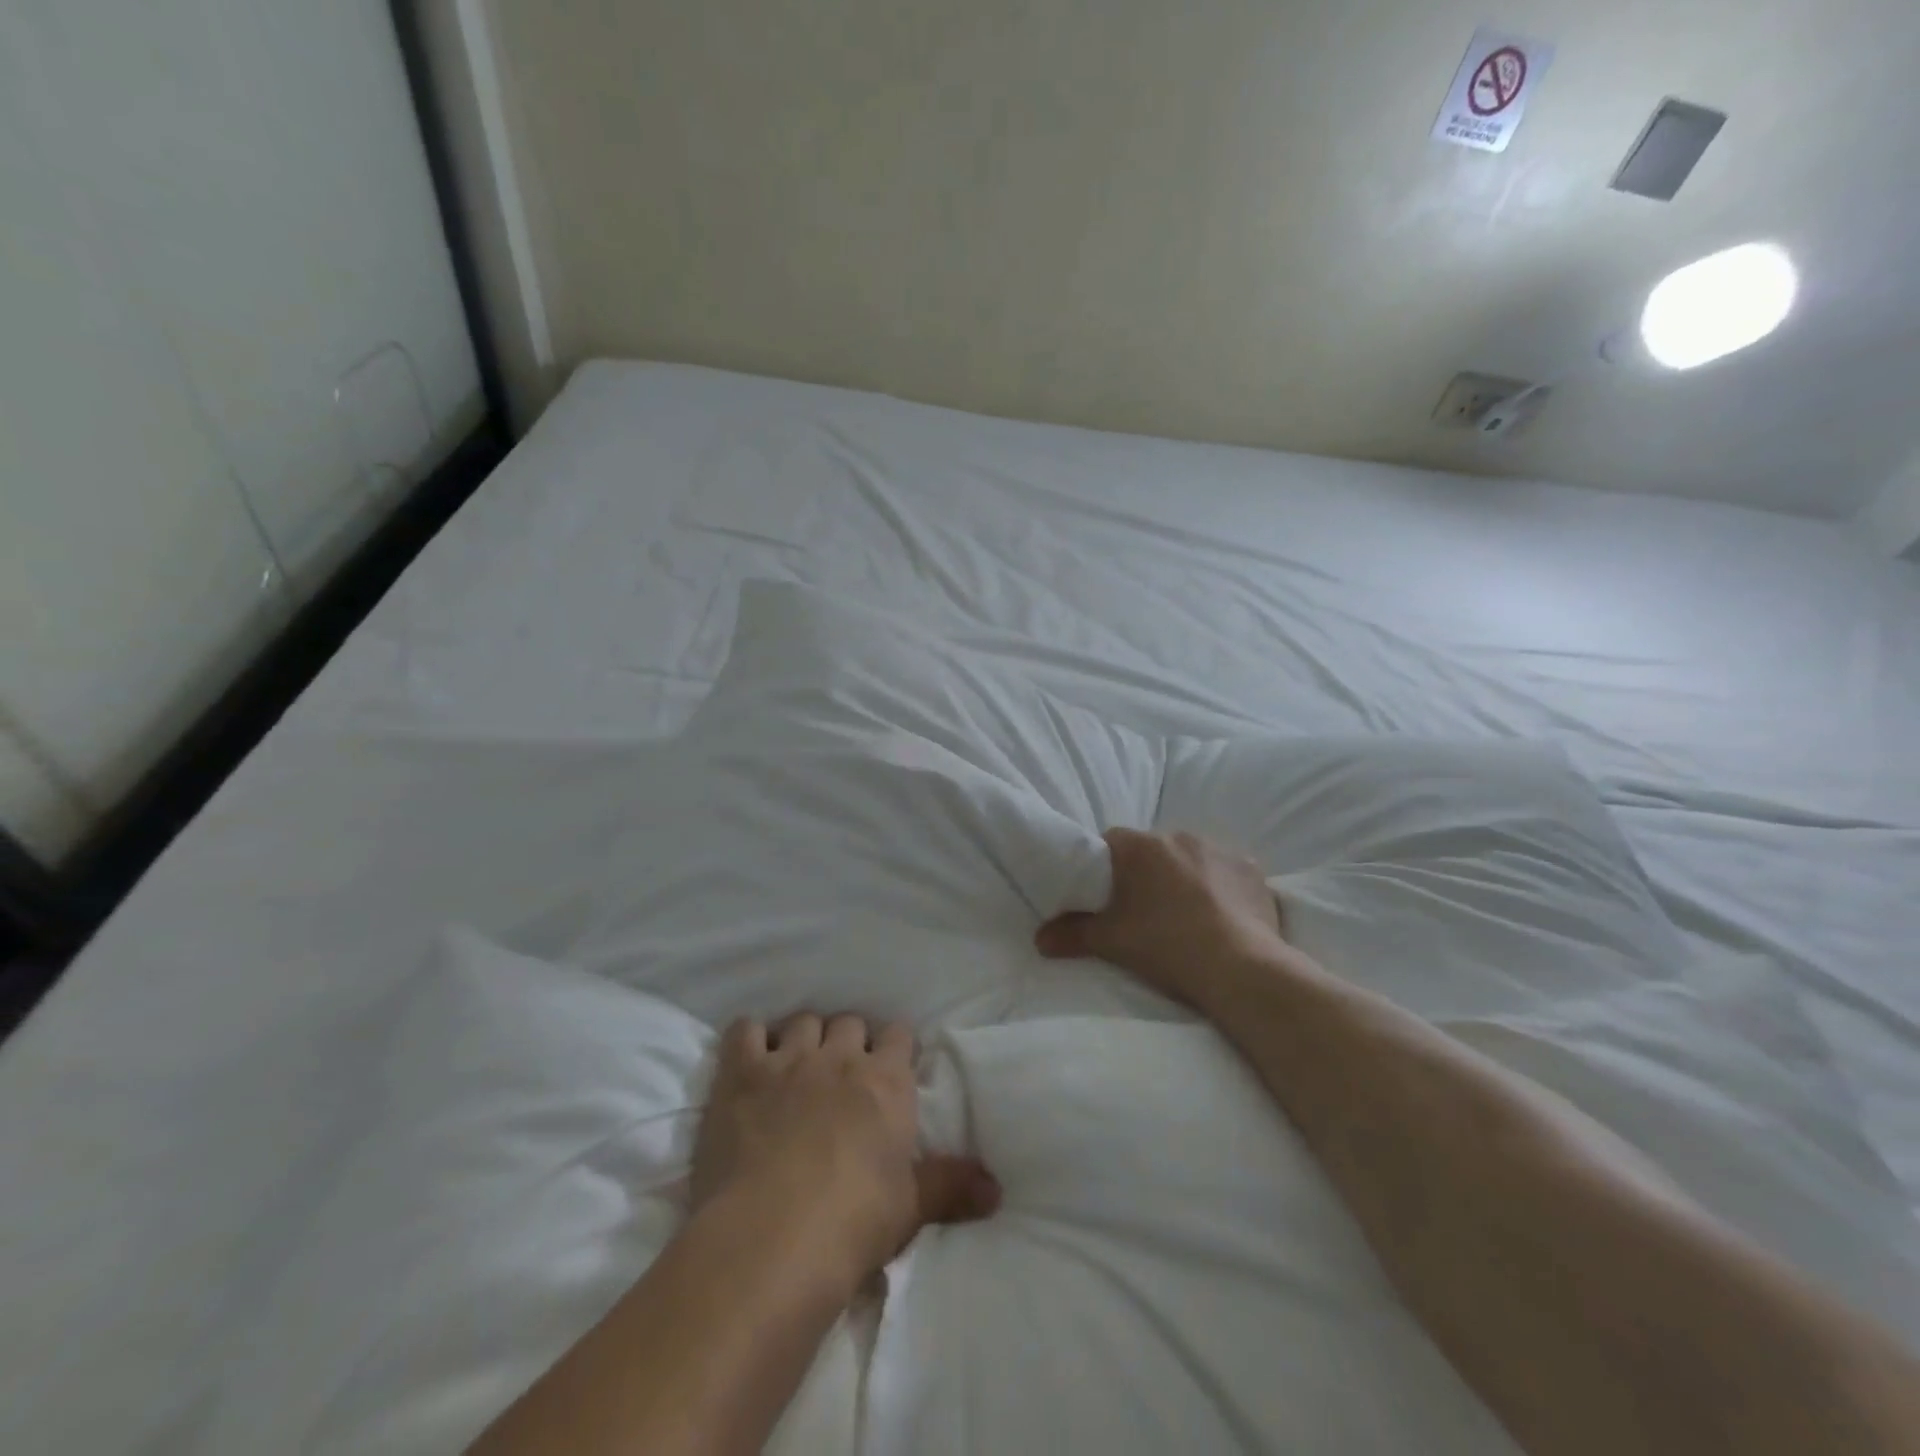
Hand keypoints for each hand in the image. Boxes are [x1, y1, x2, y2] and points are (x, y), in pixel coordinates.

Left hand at [692, 1013, 1000, 1288]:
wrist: (771, 1238)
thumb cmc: (852, 1224)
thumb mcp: (910, 1209)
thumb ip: (950, 1188)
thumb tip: (997, 1191)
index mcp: (886, 1082)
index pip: (900, 1035)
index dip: (895, 1046)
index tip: (891, 1064)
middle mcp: (840, 1057)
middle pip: (850, 1022)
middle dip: (850, 1039)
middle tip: (843, 1070)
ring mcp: (788, 1060)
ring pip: (803, 1021)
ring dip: (805, 1037)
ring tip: (799, 1063)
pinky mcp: (742, 1073)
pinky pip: (745, 1030)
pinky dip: (750, 1036)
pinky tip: (750, 1055)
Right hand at [1035, 829, 1286, 1005]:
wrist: (1238, 968)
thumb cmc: (1165, 945)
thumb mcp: (1110, 942)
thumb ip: (1072, 934)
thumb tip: (1039, 939)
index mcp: (1140, 847)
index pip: (1110, 842)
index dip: (1105, 867)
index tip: (1105, 895)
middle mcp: (1179, 836)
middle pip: (1152, 851)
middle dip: (1146, 873)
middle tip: (1143, 911)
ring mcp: (1220, 850)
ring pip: (1191, 859)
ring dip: (1185, 878)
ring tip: (1186, 917)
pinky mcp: (1252, 870)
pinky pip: (1227, 873)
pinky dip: (1221, 889)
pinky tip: (1221, 917)